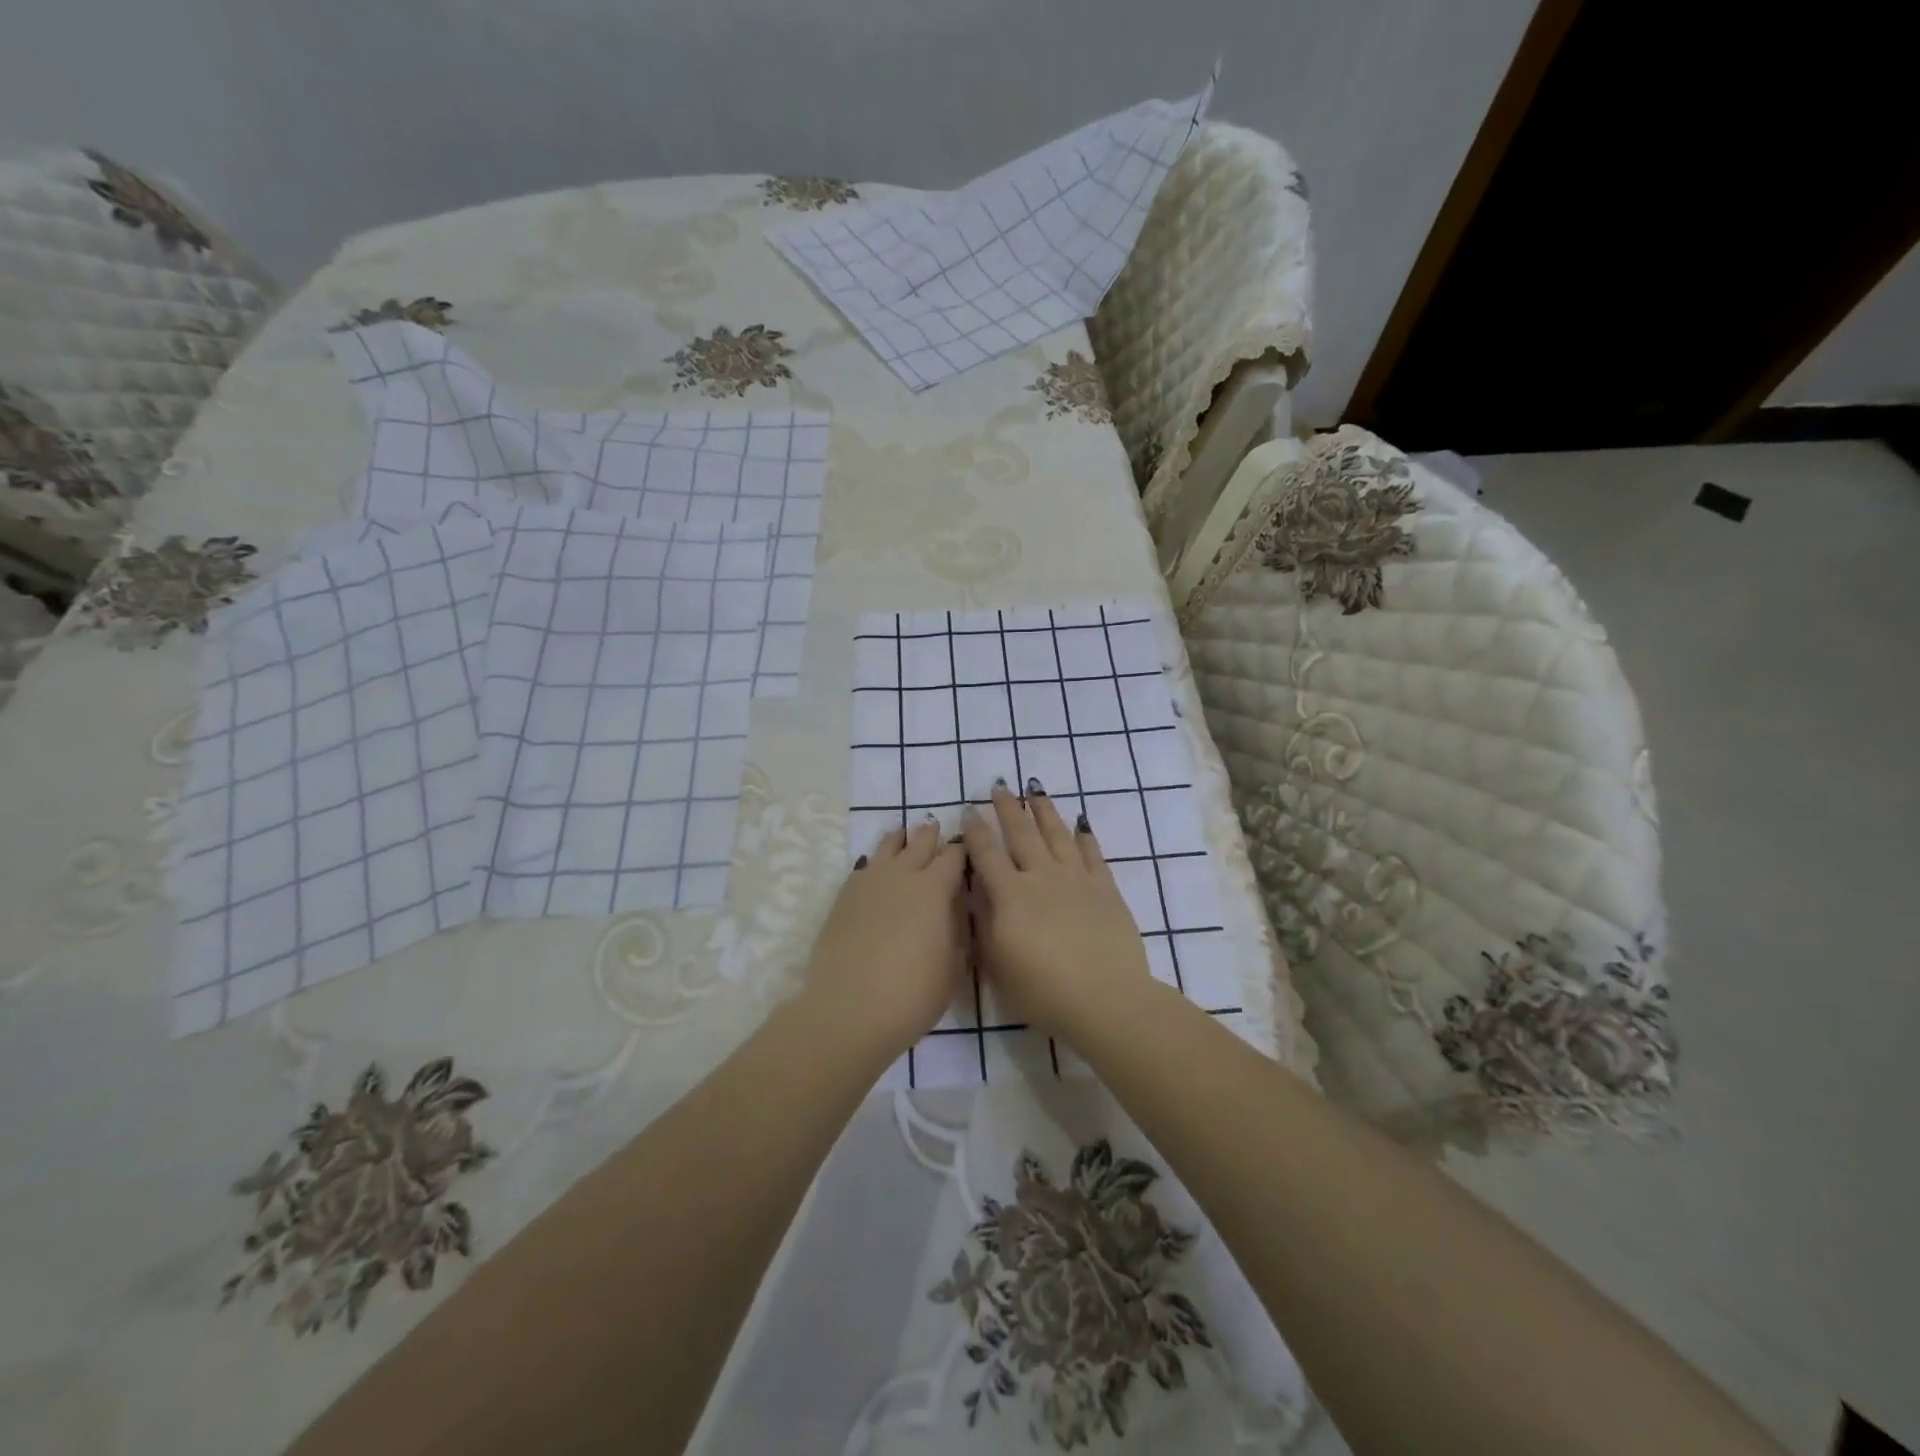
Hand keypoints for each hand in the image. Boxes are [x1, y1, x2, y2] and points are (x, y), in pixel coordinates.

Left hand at [803, 817, 967, 1060]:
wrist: (849, 1009)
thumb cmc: (912, 994)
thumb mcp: (953, 968)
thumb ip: (957, 933)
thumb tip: (955, 915)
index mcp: (935, 889)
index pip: (954, 856)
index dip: (962, 850)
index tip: (965, 849)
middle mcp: (902, 875)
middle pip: (919, 842)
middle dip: (931, 835)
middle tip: (935, 829)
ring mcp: (869, 882)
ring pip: (887, 846)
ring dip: (900, 840)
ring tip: (904, 837)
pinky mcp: (844, 896)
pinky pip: (863, 866)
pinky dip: (874, 862)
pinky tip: (875, 869)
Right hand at [963, 781, 1152, 1042]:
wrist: (1104, 999)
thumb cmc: (1042, 990)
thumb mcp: (997, 963)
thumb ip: (984, 922)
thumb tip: (976, 892)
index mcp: (1011, 896)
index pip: (987, 855)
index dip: (977, 832)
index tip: (970, 811)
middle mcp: (1042, 877)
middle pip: (1022, 834)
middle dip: (1009, 809)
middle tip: (1000, 787)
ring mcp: (1077, 880)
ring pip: (1058, 835)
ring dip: (1045, 811)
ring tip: (1036, 791)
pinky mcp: (1105, 889)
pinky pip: (1093, 854)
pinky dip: (1085, 837)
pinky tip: (1081, 824)